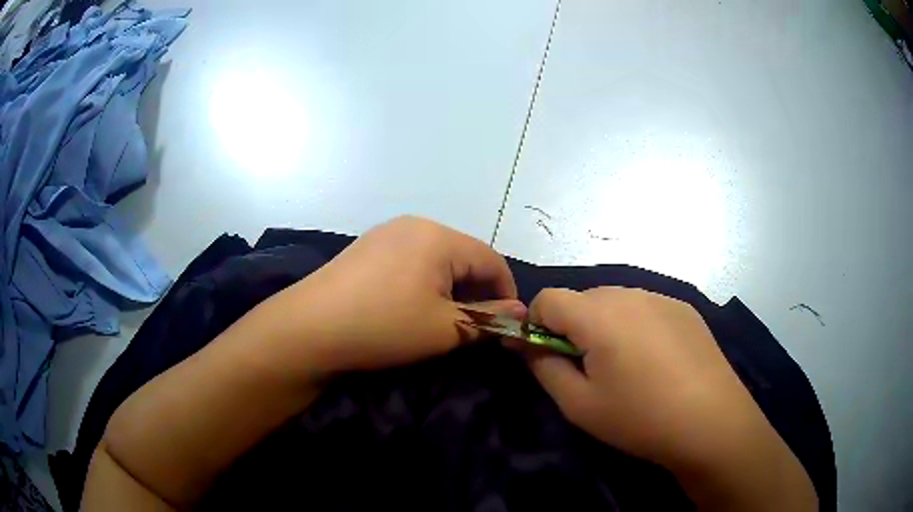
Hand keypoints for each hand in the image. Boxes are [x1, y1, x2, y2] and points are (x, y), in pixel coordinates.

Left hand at [265, 216, 524, 374]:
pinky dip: (423, 283)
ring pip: (436, 259)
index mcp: (439, 237)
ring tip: (444, 319)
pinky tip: (410, 307)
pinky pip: (410, 260)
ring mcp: (386, 233)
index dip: (506, 292)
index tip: (507, 324)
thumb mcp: (445, 329)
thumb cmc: (384, 326)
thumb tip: (521, 312)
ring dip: (450, 288)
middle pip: (463, 256)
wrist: (309, 328)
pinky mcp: (366, 248)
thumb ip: (489, 319)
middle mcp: (414, 225)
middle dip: (477, 291)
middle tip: (475, 326)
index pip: (491, 259)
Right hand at [519, 287, 816, 510]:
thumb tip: (524, 343)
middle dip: (574, 328)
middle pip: (582, 299)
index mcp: (599, 314)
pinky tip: (657, 362)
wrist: (711, 421)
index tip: (547, 357)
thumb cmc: (640, 418)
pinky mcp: (684, 308)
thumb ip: (544, 367)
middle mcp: (629, 293)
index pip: (547, 298)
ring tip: (627, 367)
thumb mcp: (579, 405)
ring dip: (606, 326)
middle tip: (591, 369)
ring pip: (615, 302)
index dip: (537, 326)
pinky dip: (637, 326)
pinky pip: (646, 308)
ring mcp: (661, 297)